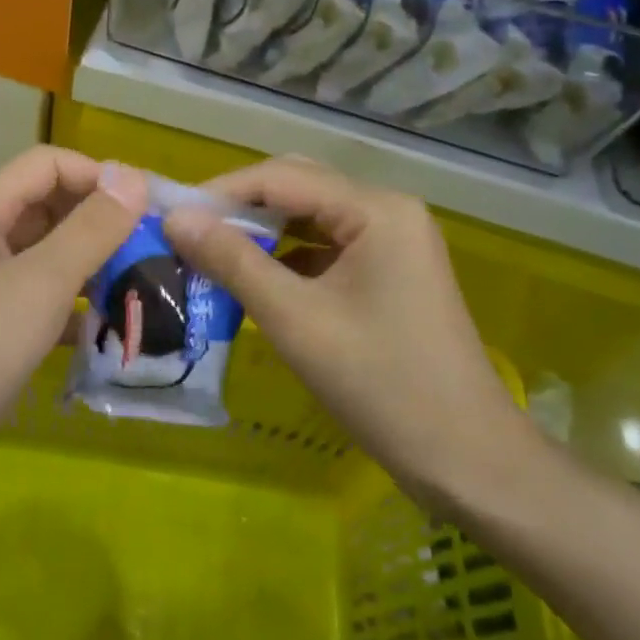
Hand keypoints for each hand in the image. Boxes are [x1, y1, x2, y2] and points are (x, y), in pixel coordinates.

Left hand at [0, 148, 146, 522]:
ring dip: (91, 271)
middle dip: (99, 224)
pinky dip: (71, 315)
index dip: (97, 175)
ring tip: (144, 293)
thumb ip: (89, 230)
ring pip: (44, 263)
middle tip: (155, 253)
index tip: (150, 208)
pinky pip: (36, 309)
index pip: (46, 165)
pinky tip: (106, 339)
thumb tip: (134, 174)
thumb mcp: (38, 286)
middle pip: (46, 210)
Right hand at [163, 158, 535, 511]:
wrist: (469, 462)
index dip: (220, 192)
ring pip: (309, 219)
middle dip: (239, 208)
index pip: (281, 177)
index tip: (169, 215)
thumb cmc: (382, 385)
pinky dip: (285, 259)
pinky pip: (325, 249)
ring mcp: (392, 242)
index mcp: (376, 209)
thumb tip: (175, 219)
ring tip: (207, 253)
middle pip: (297, 188)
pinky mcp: (388, 273)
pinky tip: (251, 279)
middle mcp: (387, 211)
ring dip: (260, 232)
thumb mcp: (295, 320)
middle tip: (186, 233)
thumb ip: (233, 261)